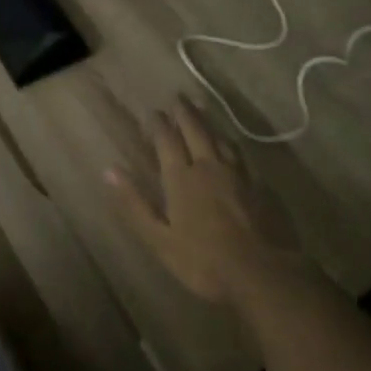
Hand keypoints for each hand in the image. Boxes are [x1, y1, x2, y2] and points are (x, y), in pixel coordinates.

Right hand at [106, 99, 296, 305]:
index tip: (154, 112)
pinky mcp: (257, 185)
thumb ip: (135, 203)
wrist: (260, 274)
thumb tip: (110, 169)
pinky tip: (230, 144)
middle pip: (195, 130)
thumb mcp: (159, 239)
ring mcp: (235, 174)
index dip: (159, 124)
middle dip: (184, 112)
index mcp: (181, 177)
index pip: (167, 140)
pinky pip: (239, 154)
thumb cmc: (203, 261)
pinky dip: (229, 142)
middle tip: (178, 97)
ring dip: (207, 122)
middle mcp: (207, 166)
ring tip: (201, 109)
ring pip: (219, 138)